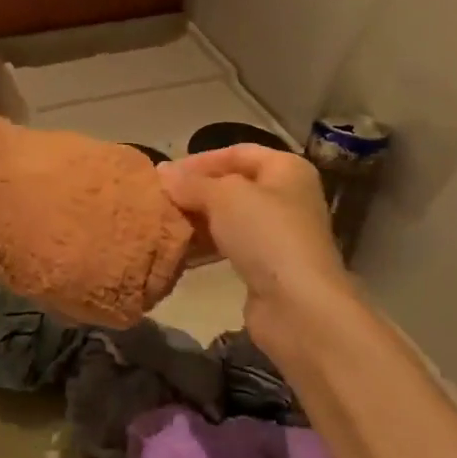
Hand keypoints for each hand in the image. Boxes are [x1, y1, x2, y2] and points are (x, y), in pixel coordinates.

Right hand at [159, 146, 353, 369]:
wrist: (297, 305)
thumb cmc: (265, 234)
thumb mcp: (223, 197)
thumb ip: (191, 183)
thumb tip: (162, 172)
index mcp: (286, 169)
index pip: (237, 152)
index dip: (201, 159)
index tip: (166, 174)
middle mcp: (286, 196)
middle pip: (232, 185)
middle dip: (195, 191)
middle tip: (159, 199)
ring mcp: (278, 234)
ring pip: (229, 218)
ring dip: (197, 220)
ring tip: (163, 224)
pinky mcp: (267, 266)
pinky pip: (230, 246)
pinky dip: (205, 245)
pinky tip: (179, 251)